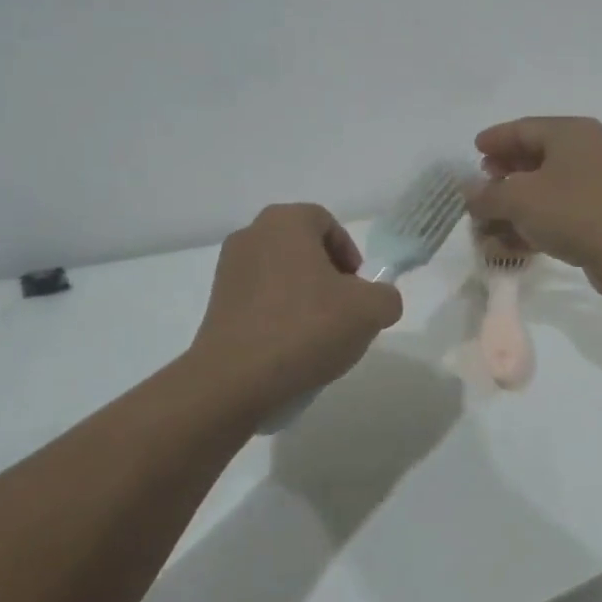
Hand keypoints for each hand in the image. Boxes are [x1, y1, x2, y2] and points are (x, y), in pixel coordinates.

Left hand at [192, 204, 403, 413]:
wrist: (234, 380)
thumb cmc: (306, 328)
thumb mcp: (370, 311)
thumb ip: (386, 296)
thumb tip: (378, 300)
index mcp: (286, 221)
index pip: (328, 224)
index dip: (350, 255)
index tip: (359, 290)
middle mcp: (252, 234)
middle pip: (303, 249)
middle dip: (328, 277)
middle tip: (343, 311)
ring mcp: (228, 269)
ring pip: (281, 275)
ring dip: (303, 297)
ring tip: (317, 336)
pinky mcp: (215, 304)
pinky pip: (259, 300)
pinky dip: (277, 316)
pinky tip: (289, 348)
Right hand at [467, 117, 601, 297]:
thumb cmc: (574, 211)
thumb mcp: (520, 199)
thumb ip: (487, 194)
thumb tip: (467, 190)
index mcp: (569, 133)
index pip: (523, 128)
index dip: (495, 140)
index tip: (474, 151)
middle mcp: (583, 152)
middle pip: (532, 158)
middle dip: (502, 176)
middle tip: (481, 188)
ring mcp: (592, 185)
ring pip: (542, 189)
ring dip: (512, 207)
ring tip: (485, 225)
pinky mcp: (596, 216)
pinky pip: (555, 213)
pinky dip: (531, 224)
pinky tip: (508, 244)